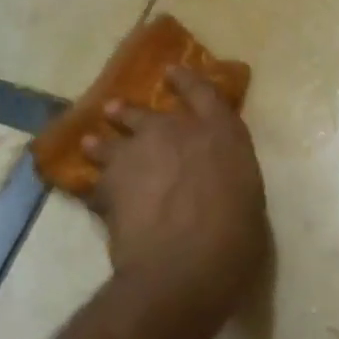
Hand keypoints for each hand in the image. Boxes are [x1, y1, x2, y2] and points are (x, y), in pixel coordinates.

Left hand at [83, 67, 271, 324]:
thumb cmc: (234, 239)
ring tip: (91, 141)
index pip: (204, 93)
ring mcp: (139, 154)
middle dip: (131, 112)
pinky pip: (96, 181)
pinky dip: (94, 186)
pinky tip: (90, 193)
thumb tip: (216, 182)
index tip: (171, 71)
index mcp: (221, 134)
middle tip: (116, 109)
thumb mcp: (247, 200)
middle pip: (148, 113)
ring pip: (112, 140)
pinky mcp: (110, 183)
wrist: (183, 267)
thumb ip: (229, 178)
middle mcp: (178, 132)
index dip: (187, 81)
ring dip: (102, 142)